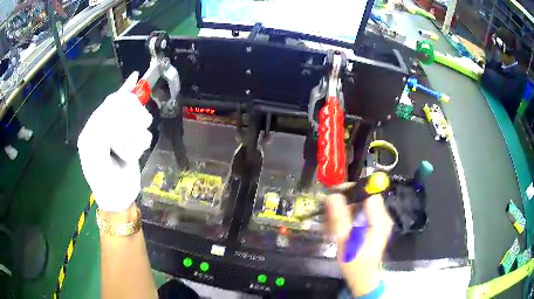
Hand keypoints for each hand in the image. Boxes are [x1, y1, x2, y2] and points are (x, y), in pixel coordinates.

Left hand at [78, 72, 152, 211]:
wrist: (118, 200)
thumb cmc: (104, 182)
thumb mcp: (97, 158)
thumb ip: (102, 132)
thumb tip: (117, 107)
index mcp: (92, 129)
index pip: (109, 103)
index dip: (123, 97)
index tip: (137, 86)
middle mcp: (105, 128)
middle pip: (124, 107)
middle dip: (133, 116)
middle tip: (141, 124)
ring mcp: (119, 135)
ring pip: (136, 120)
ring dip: (137, 133)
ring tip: (132, 150)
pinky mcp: (131, 142)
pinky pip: (142, 133)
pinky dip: (142, 142)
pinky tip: (136, 153)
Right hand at [327, 194, 392, 295]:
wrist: (363, 278)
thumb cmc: (355, 263)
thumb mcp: (345, 242)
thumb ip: (340, 218)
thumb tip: (333, 195)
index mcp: (379, 221)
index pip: (369, 193)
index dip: (352, 190)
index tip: (334, 195)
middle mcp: (383, 218)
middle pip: (364, 199)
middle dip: (345, 203)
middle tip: (328, 213)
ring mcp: (380, 222)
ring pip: (361, 206)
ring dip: (345, 211)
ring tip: (330, 224)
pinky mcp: (375, 226)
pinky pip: (361, 214)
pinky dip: (349, 218)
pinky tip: (338, 228)